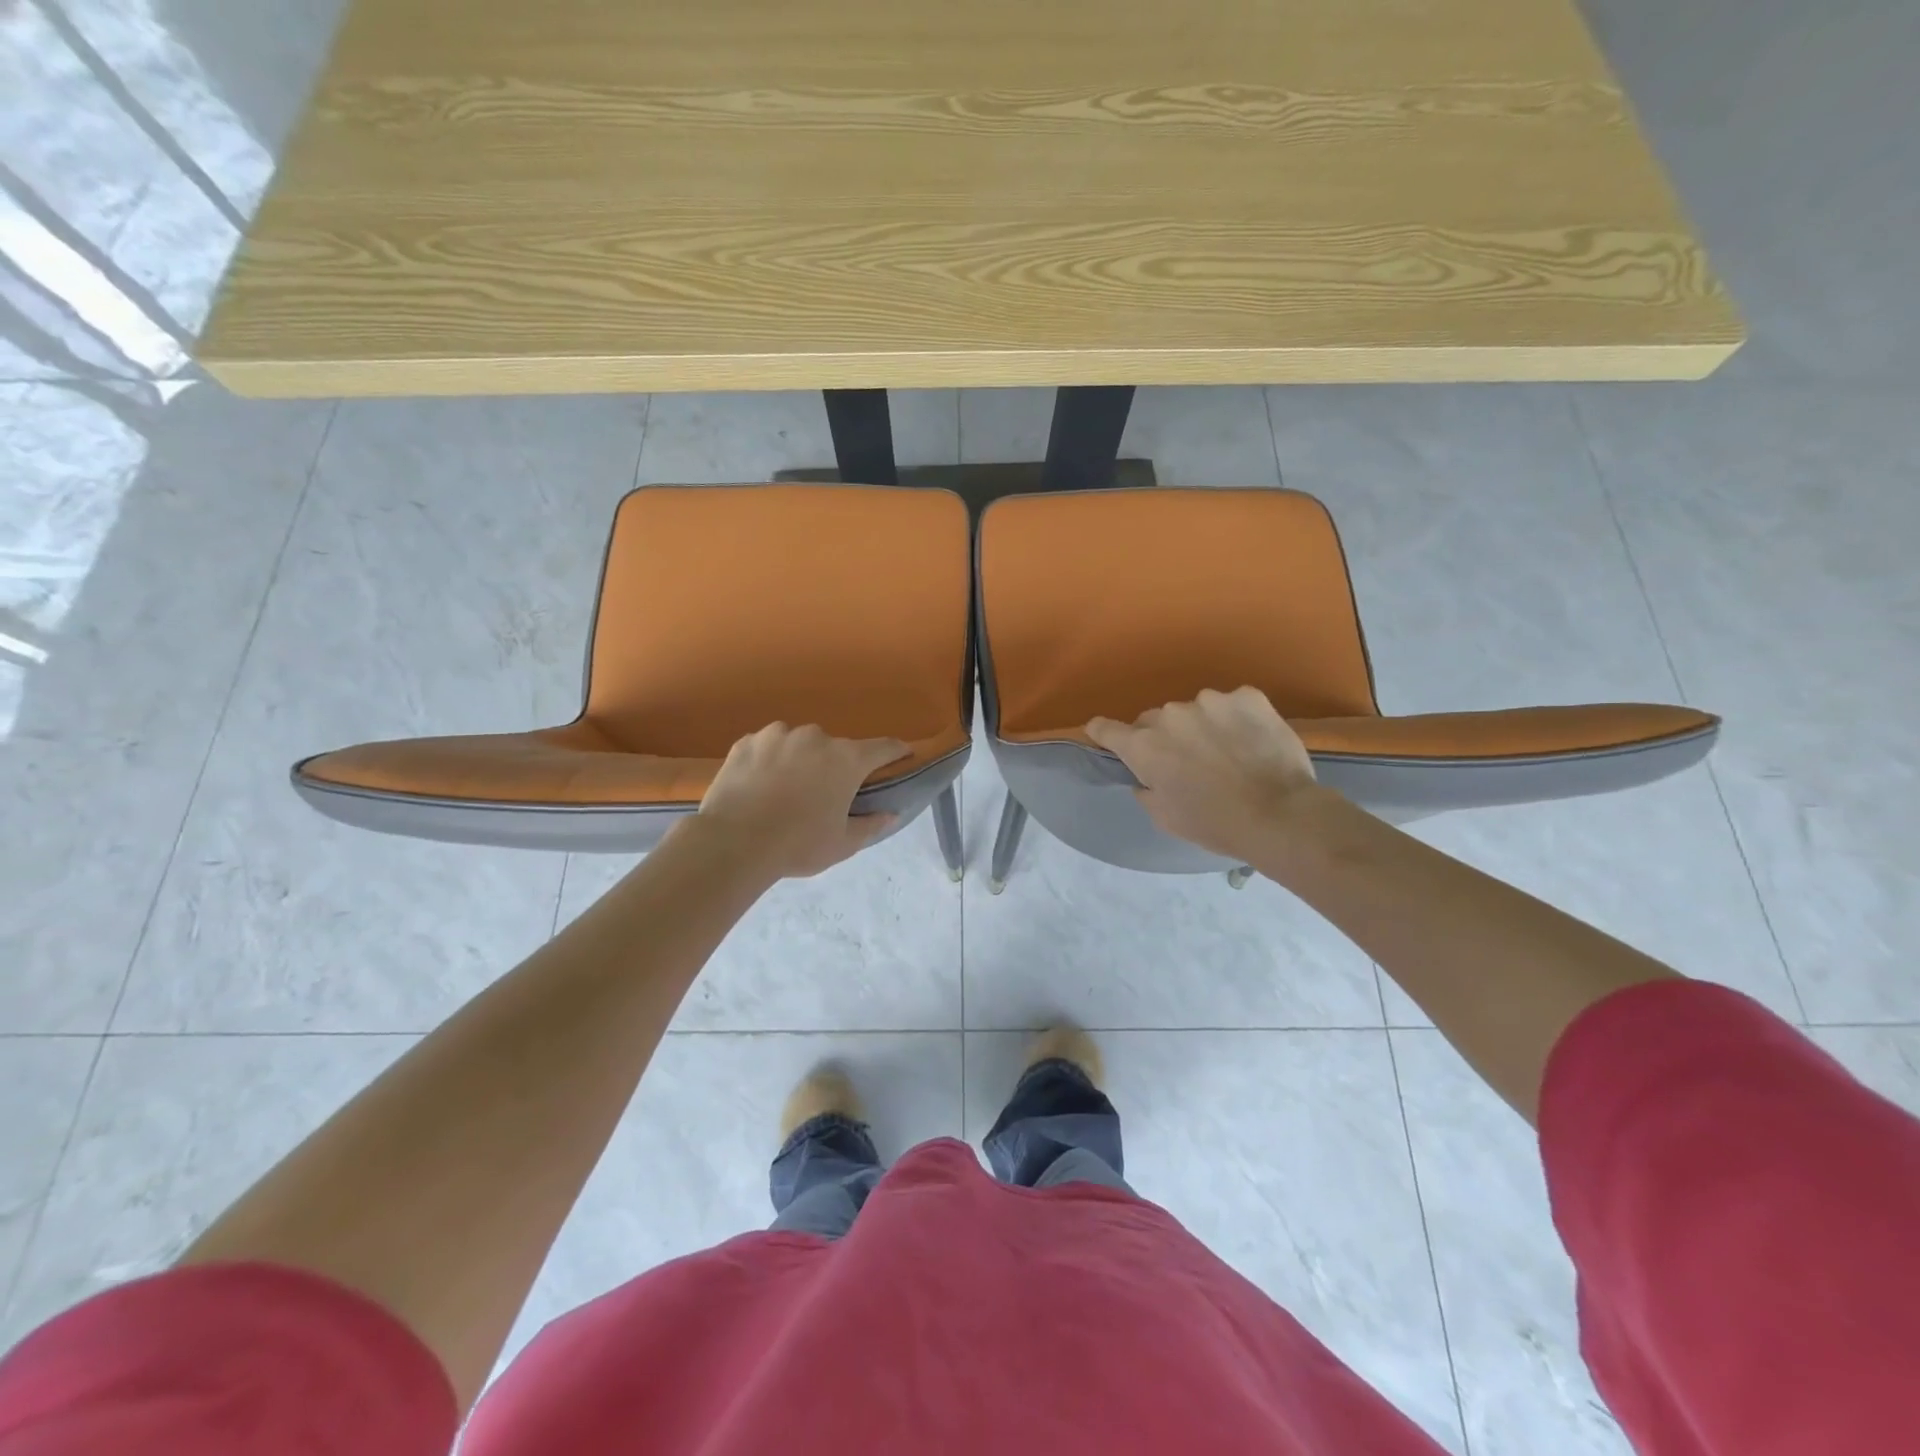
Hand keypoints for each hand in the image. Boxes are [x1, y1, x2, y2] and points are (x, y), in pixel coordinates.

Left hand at [691, 723, 909, 878]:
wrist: (733, 843)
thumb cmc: (798, 845)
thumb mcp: (843, 844)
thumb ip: (871, 825)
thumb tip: (891, 814)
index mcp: (846, 759)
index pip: (883, 747)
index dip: (896, 751)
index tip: (902, 755)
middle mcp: (815, 738)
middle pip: (835, 748)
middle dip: (835, 765)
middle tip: (824, 793)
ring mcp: (778, 735)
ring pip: (798, 743)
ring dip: (800, 759)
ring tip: (785, 789)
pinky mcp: (746, 742)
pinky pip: (767, 746)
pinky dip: (769, 760)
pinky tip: (759, 784)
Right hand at [1086, 687, 1321, 863]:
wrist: (1279, 814)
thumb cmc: (1215, 823)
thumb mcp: (1165, 817)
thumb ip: (1146, 789)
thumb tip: (1145, 777)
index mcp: (1144, 746)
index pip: (1106, 728)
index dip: (1103, 733)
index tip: (1106, 737)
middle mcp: (1170, 715)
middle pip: (1154, 720)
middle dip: (1163, 737)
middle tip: (1187, 762)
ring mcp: (1210, 700)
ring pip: (1194, 710)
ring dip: (1201, 725)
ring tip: (1227, 752)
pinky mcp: (1247, 697)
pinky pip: (1232, 704)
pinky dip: (1236, 718)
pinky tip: (1252, 741)